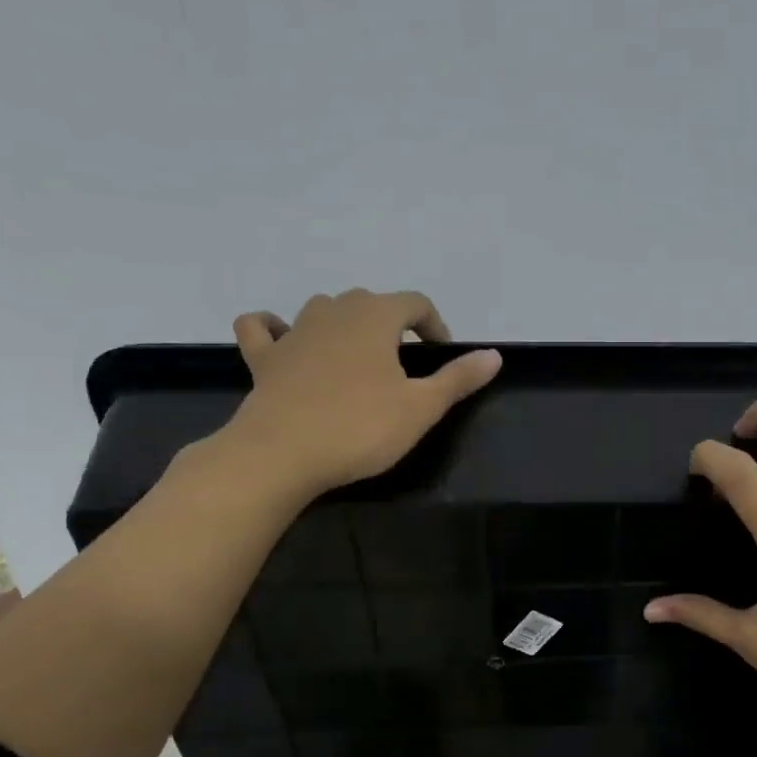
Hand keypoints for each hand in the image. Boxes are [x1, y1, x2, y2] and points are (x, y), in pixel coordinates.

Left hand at [217, 289, 500, 499]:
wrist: (282, 454)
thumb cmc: (360, 428)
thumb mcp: (421, 408)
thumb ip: (458, 378)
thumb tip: (494, 355)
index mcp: (375, 317)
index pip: (415, 303)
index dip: (435, 326)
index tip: (441, 358)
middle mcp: (333, 312)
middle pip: (370, 303)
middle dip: (392, 325)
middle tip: (404, 365)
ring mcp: (293, 332)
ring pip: (323, 309)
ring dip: (344, 324)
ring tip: (358, 359)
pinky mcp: (263, 358)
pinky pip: (262, 329)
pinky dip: (273, 329)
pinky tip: (284, 341)